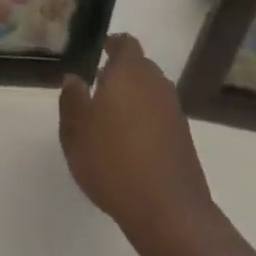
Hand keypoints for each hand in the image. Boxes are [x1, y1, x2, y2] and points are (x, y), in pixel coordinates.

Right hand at [60, 35, 214, 245]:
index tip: (100, 50)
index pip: (125, 44)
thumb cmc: (113, 160)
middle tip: (99, 86)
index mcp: (130, 72)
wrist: (168, 211)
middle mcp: (156, 84)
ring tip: (112, 118)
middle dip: (121, 73)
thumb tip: (74, 79)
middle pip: (140, 67)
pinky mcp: (184, 140)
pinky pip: (160, 118)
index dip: (113, 44)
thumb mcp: (76, 130)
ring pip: (151, 93)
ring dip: (134, 98)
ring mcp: (174, 113)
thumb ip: (72, 99)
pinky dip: (146, 122)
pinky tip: (131, 145)